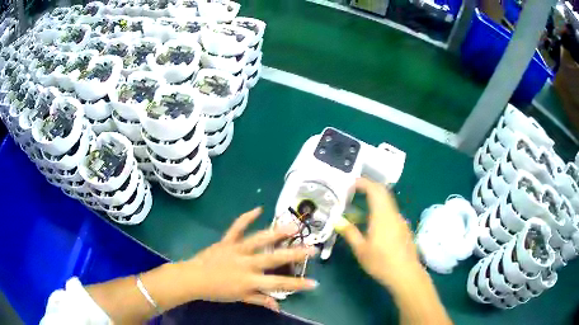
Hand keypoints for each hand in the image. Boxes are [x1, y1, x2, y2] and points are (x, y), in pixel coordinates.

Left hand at [179, 207, 317, 310]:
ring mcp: (236, 250)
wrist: (193, 278)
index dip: (297, 284)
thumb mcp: (239, 298)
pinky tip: (258, 209)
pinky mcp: (226, 241)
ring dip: (276, 232)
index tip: (314, 283)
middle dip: (294, 254)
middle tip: (311, 249)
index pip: (278, 284)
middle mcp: (246, 264)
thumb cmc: (216, 291)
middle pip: (273, 259)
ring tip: (292, 225)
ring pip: (258, 240)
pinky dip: (246, 217)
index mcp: (249, 280)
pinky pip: (237, 228)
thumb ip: (259, 299)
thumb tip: (279, 306)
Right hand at [336, 178, 420, 287]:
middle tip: (352, 192)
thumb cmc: (381, 262)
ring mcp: (400, 220)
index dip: (363, 182)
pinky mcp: (403, 228)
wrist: (406, 274)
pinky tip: (371, 225)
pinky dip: (379, 211)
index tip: (351, 183)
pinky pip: (390, 213)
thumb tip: (337, 220)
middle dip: (368, 188)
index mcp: (382, 215)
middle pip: (383, 193)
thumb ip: (350, 233)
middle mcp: (393, 214)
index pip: (375, 189)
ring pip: (386, 203)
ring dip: (373, 200)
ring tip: (357, 210)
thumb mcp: (361, 250)